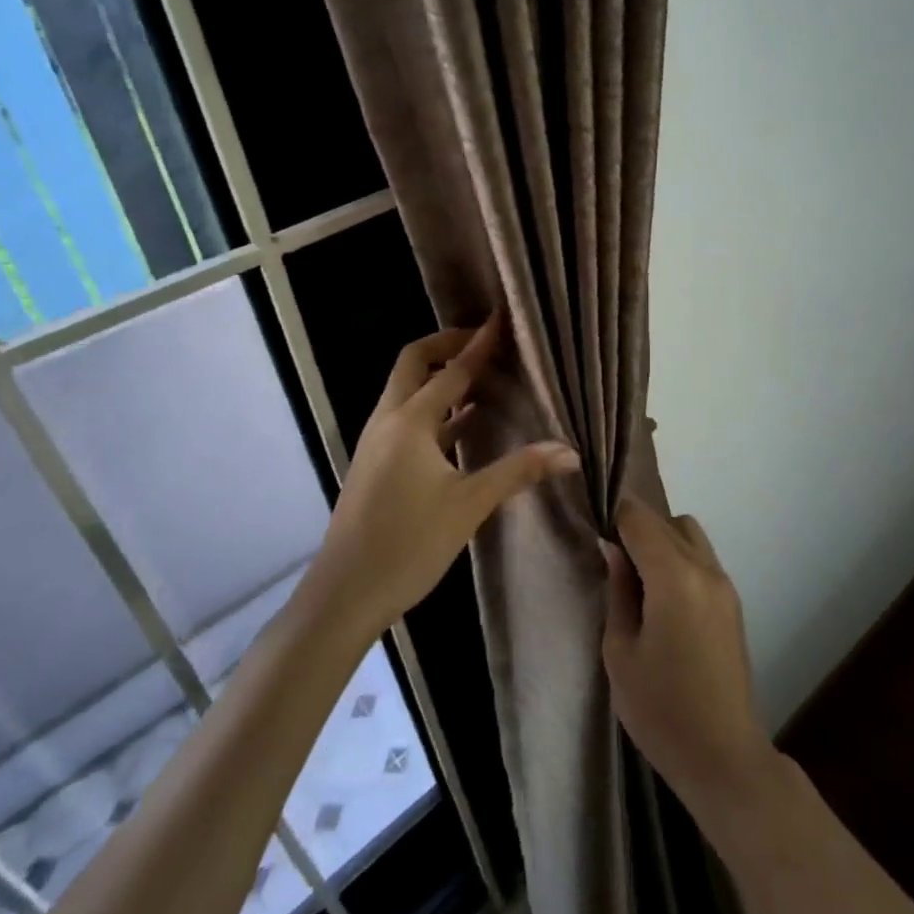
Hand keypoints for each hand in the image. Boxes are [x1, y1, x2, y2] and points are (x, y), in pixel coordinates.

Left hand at [313, 315, 578, 634]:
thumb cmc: (408, 545)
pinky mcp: (376, 463)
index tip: (501, 318)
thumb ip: (518, 471)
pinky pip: (407, 419)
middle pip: (415, 363)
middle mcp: (388, 421)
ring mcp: (377, 442)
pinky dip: (434, 410)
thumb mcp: (469, 505)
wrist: (344, 594)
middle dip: (448, 345)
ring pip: (408, 391)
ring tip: (482, 375)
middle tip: (486, 342)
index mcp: (410, 422)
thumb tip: (570, 452)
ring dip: (440, 377)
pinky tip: (463, 423)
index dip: (479, 342)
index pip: (452, 369)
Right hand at [603, 495, 777, 812]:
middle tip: (611, 559)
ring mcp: (724, 584)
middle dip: (636, 527)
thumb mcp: (620, 653)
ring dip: (662, 540)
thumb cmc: (661, 710)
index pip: (640, 518)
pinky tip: (662, 596)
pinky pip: (702, 558)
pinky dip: (679, 558)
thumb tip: (612, 548)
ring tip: (638, 579)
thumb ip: (617, 591)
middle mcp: (705, 568)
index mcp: (674, 576)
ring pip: (689, 534)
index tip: (594, 531)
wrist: (724, 758)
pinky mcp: (732, 602)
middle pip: (666, 520)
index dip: (613, 516)